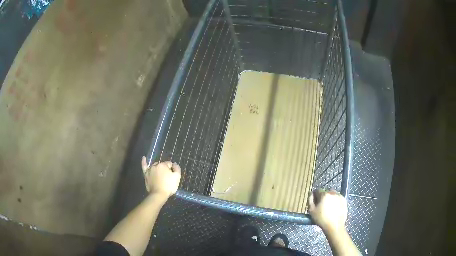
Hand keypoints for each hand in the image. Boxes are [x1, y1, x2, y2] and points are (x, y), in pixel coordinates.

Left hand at [141, 156, 180, 198]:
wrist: (158, 194)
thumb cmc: (169, 186)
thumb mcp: (177, 177)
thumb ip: (177, 168)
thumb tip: (174, 164)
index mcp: (163, 165)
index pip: (169, 164)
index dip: (172, 170)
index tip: (172, 176)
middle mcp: (155, 165)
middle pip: (162, 165)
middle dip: (165, 169)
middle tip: (167, 177)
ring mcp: (150, 169)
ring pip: (155, 166)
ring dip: (158, 168)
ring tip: (160, 174)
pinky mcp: (146, 174)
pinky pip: (144, 166)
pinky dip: (144, 162)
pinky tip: (144, 158)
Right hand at [308, 189, 347, 232]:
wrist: (334, 226)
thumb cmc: (321, 219)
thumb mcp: (311, 211)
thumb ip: (310, 200)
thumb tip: (311, 194)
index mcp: (324, 194)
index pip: (317, 191)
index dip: (315, 196)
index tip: (314, 203)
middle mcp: (333, 193)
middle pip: (325, 192)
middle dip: (322, 197)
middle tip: (321, 206)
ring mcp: (339, 196)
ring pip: (332, 194)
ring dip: (329, 198)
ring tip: (328, 208)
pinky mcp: (344, 200)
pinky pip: (337, 198)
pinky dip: (335, 201)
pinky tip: (333, 209)